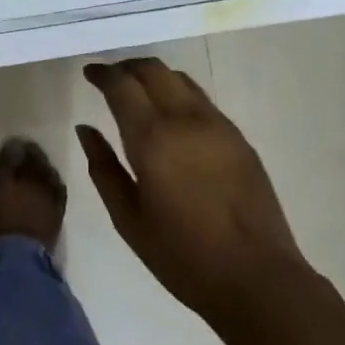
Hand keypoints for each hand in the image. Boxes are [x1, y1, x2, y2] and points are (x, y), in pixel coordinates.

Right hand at [77, 58, 305, 321]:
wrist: (258, 278)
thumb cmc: (183, 256)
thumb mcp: (129, 219)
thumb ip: (103, 168)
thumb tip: (86, 129)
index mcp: (153, 139)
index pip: (122, 85)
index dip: (102, 73)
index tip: (89, 73)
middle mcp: (185, 119)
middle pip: (153, 69)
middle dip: (127, 67)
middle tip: (110, 78)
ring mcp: (217, 124)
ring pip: (180, 78)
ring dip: (154, 76)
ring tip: (139, 92)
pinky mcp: (238, 137)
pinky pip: (201, 99)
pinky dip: (178, 93)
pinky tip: (171, 116)